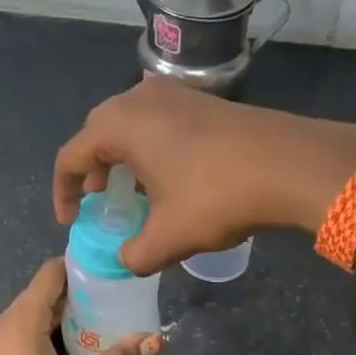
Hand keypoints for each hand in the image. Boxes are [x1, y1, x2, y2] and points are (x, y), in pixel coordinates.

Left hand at [0, 257, 159, 354]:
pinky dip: (52, 335)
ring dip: (69, 317)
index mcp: (20, 319)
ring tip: (107, 322)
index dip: (82, 265)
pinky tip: (78, 351)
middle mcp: (4, 323)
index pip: (52, 272)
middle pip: (46, 294)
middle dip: (82, 294)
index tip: (114, 267)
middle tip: (121, 298)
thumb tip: (155, 339)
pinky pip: (27, 335)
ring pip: (37, 316)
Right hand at [53, 77, 355, 274]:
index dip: (63, 192)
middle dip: (92, 168)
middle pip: (98, 131)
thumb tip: (126, 261)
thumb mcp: (168, 237)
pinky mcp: (206, 100)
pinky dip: (152, 146)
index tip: (71, 221)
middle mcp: (141, 98)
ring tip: (133, 191)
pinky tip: (171, 176)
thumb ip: (135, 255)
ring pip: (132, 123)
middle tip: (98, 200)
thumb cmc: (217, 196)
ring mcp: (177, 94)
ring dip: (123, 156)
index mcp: (120, 124)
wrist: (292, 164)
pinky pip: (161, 121)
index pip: (72, 155)